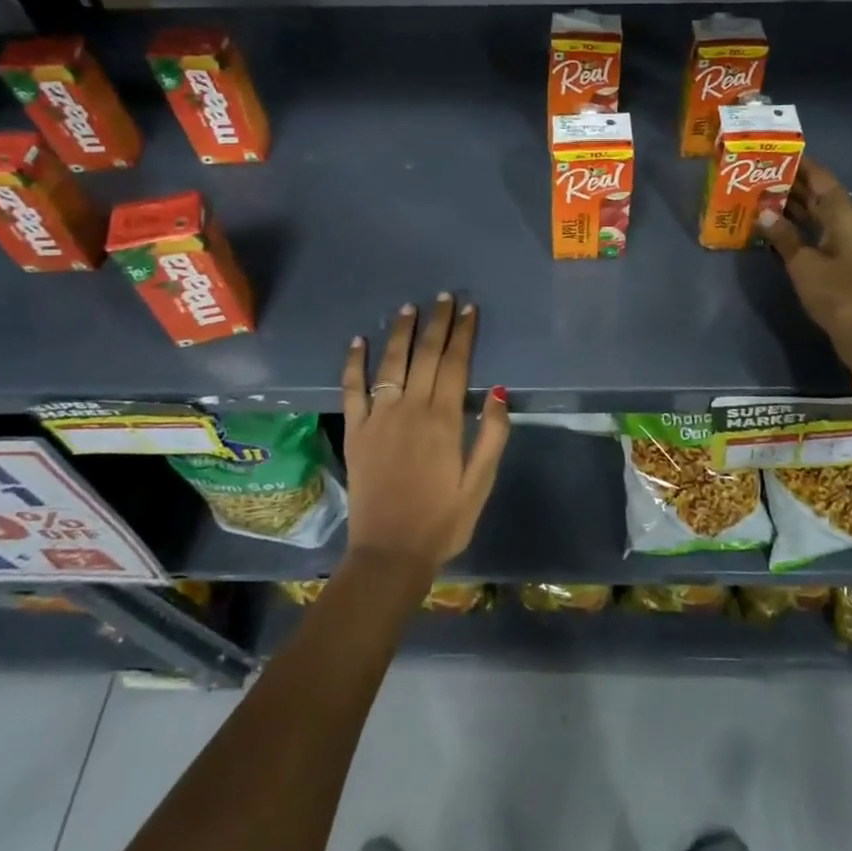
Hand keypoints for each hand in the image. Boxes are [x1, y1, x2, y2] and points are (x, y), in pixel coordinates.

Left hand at [341, 294, 509, 573]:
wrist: (389, 554)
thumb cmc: (442, 521)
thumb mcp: (480, 484)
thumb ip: (492, 435)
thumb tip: (499, 391)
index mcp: (443, 420)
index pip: (456, 364)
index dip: (463, 334)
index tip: (469, 309)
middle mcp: (410, 409)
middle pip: (426, 355)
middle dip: (437, 323)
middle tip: (444, 297)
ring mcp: (378, 417)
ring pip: (391, 364)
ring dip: (400, 333)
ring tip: (409, 308)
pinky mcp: (355, 431)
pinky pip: (352, 389)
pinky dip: (354, 363)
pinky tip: (357, 341)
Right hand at [758, 159, 851, 373]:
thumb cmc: (837, 292)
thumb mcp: (803, 263)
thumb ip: (782, 235)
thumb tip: (763, 212)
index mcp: (845, 212)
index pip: (820, 177)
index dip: (799, 163)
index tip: (773, 152)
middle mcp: (848, 220)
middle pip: (817, 194)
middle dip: (789, 184)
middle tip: (756, 174)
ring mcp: (846, 241)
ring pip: (815, 214)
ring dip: (791, 207)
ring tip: (758, 197)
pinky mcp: (840, 260)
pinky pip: (815, 232)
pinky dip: (796, 228)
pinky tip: (772, 228)